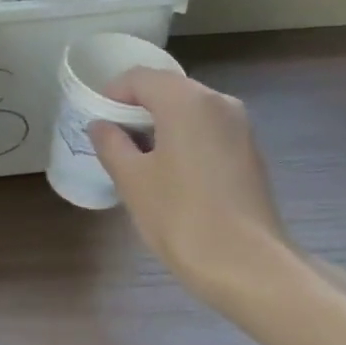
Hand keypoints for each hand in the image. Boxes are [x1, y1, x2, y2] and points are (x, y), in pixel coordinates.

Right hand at [88, 69, 299, 296]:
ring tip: (139, 160)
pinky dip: (184, 138)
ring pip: (189, 110)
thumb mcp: (132, 179)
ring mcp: (239, 126)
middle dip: (136, 108)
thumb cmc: (181, 216)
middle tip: (113, 140)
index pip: (139, 78)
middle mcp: (218, 102)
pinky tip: (171, 173)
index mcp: (186, 100)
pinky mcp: (250, 152)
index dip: (111, 94)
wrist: (248, 266)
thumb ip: (111, 143)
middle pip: (167, 89)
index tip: (95, 122)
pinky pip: (207, 130)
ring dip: (160, 124)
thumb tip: (101, 126)